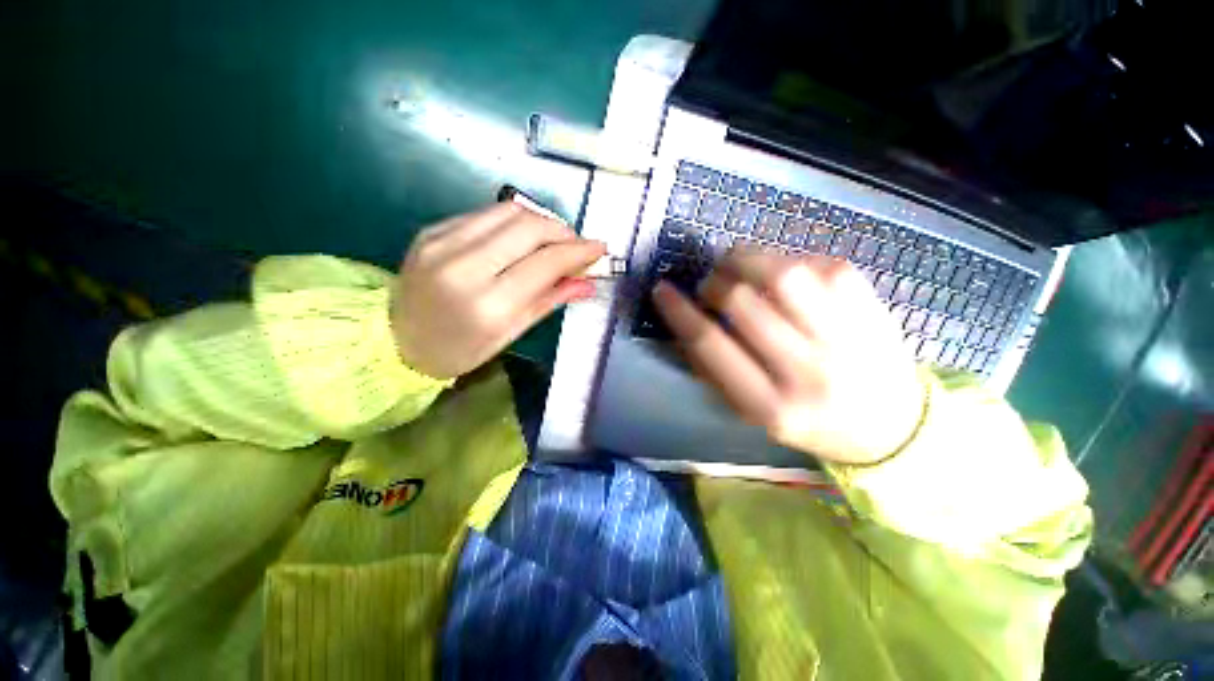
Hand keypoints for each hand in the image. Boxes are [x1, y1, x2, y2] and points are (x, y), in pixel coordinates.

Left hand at [391, 203, 605, 378]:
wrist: (394, 341)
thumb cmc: (459, 350)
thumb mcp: (510, 334)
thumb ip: (549, 302)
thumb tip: (588, 283)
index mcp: (488, 305)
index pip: (545, 263)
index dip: (578, 251)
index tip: (599, 248)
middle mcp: (464, 266)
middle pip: (529, 227)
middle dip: (563, 231)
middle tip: (577, 245)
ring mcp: (443, 242)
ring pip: (509, 211)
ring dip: (542, 221)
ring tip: (554, 239)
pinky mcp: (433, 230)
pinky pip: (486, 214)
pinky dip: (515, 221)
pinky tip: (522, 238)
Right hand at [652, 252, 924, 464]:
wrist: (892, 425)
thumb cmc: (808, 420)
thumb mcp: (751, 412)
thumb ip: (713, 372)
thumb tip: (684, 324)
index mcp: (769, 406)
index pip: (709, 345)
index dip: (679, 312)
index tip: (662, 289)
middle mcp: (807, 371)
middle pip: (742, 302)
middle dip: (713, 283)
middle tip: (710, 284)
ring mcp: (845, 335)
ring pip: (782, 274)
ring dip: (745, 259)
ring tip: (735, 262)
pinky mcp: (870, 304)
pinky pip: (816, 264)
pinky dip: (784, 259)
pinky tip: (779, 272)